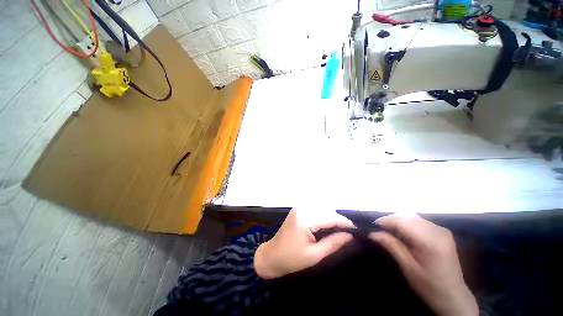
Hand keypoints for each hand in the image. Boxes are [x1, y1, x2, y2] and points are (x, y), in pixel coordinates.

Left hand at [254, 208, 353, 278]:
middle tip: (348, 232)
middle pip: (326, 210)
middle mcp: (302, 208)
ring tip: (339, 230)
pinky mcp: (299, 209)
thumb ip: (333, 243)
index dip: (344, 222)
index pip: (329, 217)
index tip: (356, 230)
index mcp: (305, 219)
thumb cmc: (291, 258)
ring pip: (322, 208)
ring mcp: (299, 207)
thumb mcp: (314, 255)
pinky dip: (323, 216)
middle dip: (338, 220)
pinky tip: (328, 225)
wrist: (272, 255)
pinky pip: (315, 210)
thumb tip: (350, 236)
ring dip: (331, 217)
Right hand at [369, 214, 477, 315]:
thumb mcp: (408, 267)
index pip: (403, 221)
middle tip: (379, 230)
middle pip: (407, 217)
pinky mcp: (442, 232)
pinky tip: (402, 234)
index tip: (372, 226)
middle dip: (391, 221)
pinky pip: (419, 222)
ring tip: (388, 231)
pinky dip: (407, 225)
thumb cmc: (429, 286)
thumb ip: (391, 246)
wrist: (454, 297)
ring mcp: (441, 230)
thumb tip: (372, 233)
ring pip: (413, 218)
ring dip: (398, 222)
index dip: (385, 221)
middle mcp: (438, 231)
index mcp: (431, 241)